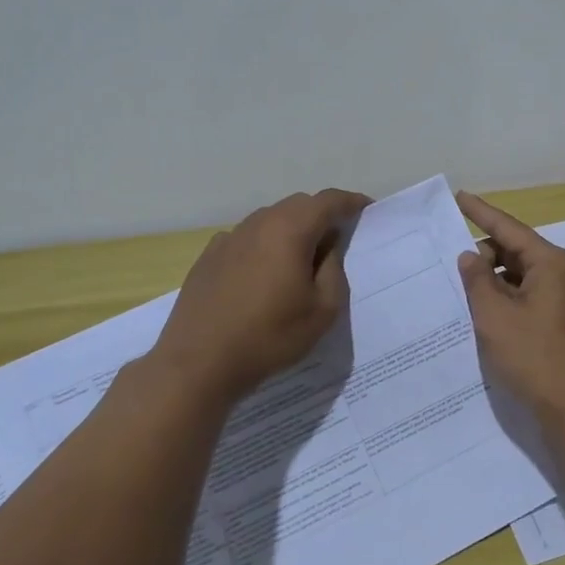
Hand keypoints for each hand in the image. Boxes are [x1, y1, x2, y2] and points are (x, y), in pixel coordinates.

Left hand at [148, 188, 370, 405]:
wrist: (198, 364)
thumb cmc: (270, 337)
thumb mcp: (322, 310)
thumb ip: (334, 269)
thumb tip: (329, 246)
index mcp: (290, 230)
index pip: (328, 201)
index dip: (351, 202)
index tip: (366, 209)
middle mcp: (259, 224)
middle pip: (298, 205)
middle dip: (321, 214)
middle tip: (337, 238)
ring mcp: (229, 238)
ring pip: (270, 219)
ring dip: (291, 228)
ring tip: (301, 257)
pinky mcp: (208, 257)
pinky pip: (246, 238)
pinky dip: (264, 244)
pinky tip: (263, 272)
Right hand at [455, 191, 564, 424]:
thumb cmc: (535, 357)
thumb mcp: (495, 316)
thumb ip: (477, 281)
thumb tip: (471, 256)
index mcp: (549, 262)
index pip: (507, 227)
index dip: (480, 212)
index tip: (459, 196)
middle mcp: (557, 273)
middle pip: (512, 251)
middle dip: (481, 256)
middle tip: (446, 267)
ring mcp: (558, 299)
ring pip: (515, 277)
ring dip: (489, 282)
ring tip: (455, 291)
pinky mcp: (554, 321)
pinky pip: (521, 297)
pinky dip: (500, 301)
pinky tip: (477, 314)